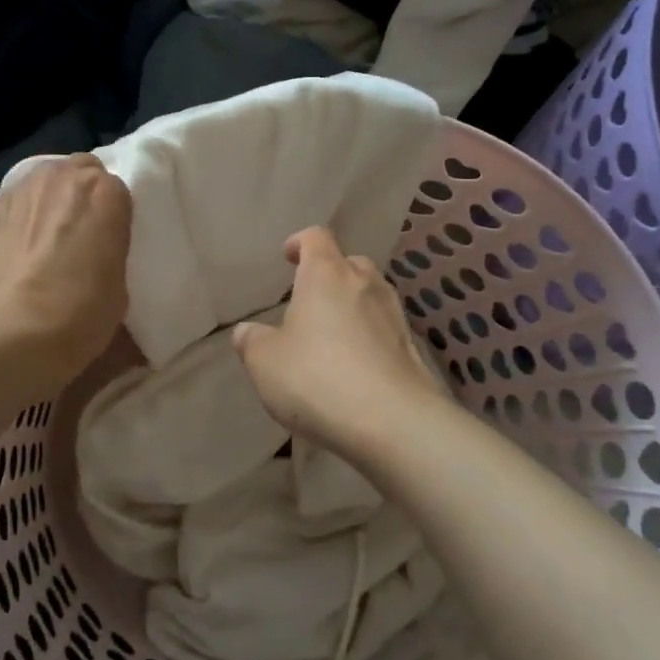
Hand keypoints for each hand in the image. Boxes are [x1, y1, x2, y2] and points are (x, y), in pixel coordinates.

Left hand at [0, 154, 131, 381]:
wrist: (16, 331)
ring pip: (40, 185)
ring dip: (47, 204)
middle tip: (81, 234)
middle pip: (76, 172)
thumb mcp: (120, 282)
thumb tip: (95, 256)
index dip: (113, 215)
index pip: (117, 189)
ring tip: (46, 241)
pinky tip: (17, 256)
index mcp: (104, 190)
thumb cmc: (83, 310)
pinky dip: (17, 224)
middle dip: (80, 196)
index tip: (111, 241)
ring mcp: (17, 193)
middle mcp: (59, 177)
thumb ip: (110, 249)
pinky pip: (12, 210)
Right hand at [232, 226, 448, 459]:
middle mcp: (365, 284)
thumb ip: (252, 341)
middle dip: (329, 274)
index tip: (287, 256)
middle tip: (309, 299)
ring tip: (332, 334)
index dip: (299, 242)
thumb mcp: (265, 362)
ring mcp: (394, 315)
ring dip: (352, 306)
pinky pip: (385, 330)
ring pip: (371, 295)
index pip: (316, 237)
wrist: (392, 422)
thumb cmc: (317, 379)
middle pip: (349, 263)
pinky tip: (356, 365)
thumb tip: (247, 331)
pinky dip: (370, 337)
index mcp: (326, 274)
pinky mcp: (412, 348)